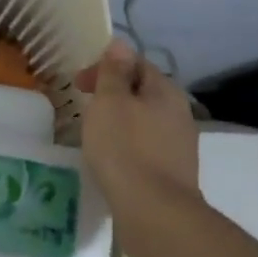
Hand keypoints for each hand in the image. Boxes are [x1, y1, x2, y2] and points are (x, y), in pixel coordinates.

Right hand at [76, 39, 206, 256]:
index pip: (136, 63)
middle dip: (112, 95)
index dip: (105, 67)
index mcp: (165, 92)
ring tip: (93, 134)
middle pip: (142, 92)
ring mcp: (179, 145)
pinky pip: (145, 147)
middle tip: (84, 107)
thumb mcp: (110, 102)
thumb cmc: (125, 149)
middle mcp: (179, 114)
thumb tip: (120, 43)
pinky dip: (126, 146)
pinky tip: (111, 160)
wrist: (154, 213)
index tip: (78, 84)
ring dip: (119, 121)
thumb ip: (114, 72)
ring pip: (144, 121)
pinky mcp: (173, 173)